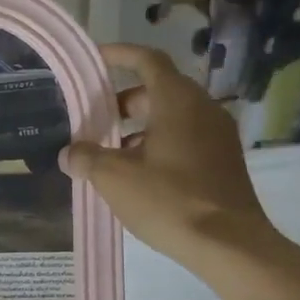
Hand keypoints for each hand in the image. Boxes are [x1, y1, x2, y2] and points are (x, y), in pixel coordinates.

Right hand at [60, 44, 280, 273]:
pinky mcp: (223, 161)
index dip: (120, 55)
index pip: (147, 60)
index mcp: (177, 101)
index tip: (96, 59)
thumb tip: (70, 153)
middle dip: (123, 102)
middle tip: (94, 120)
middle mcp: (202, 109)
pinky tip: (137, 175)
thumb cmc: (169, 200)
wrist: (229, 244)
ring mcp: (218, 136)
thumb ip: (87, 158)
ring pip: (171, 118)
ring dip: (139, 128)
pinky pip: (185, 139)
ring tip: (109, 154)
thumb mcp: (114, 178)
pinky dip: (158, 144)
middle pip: (157, 91)